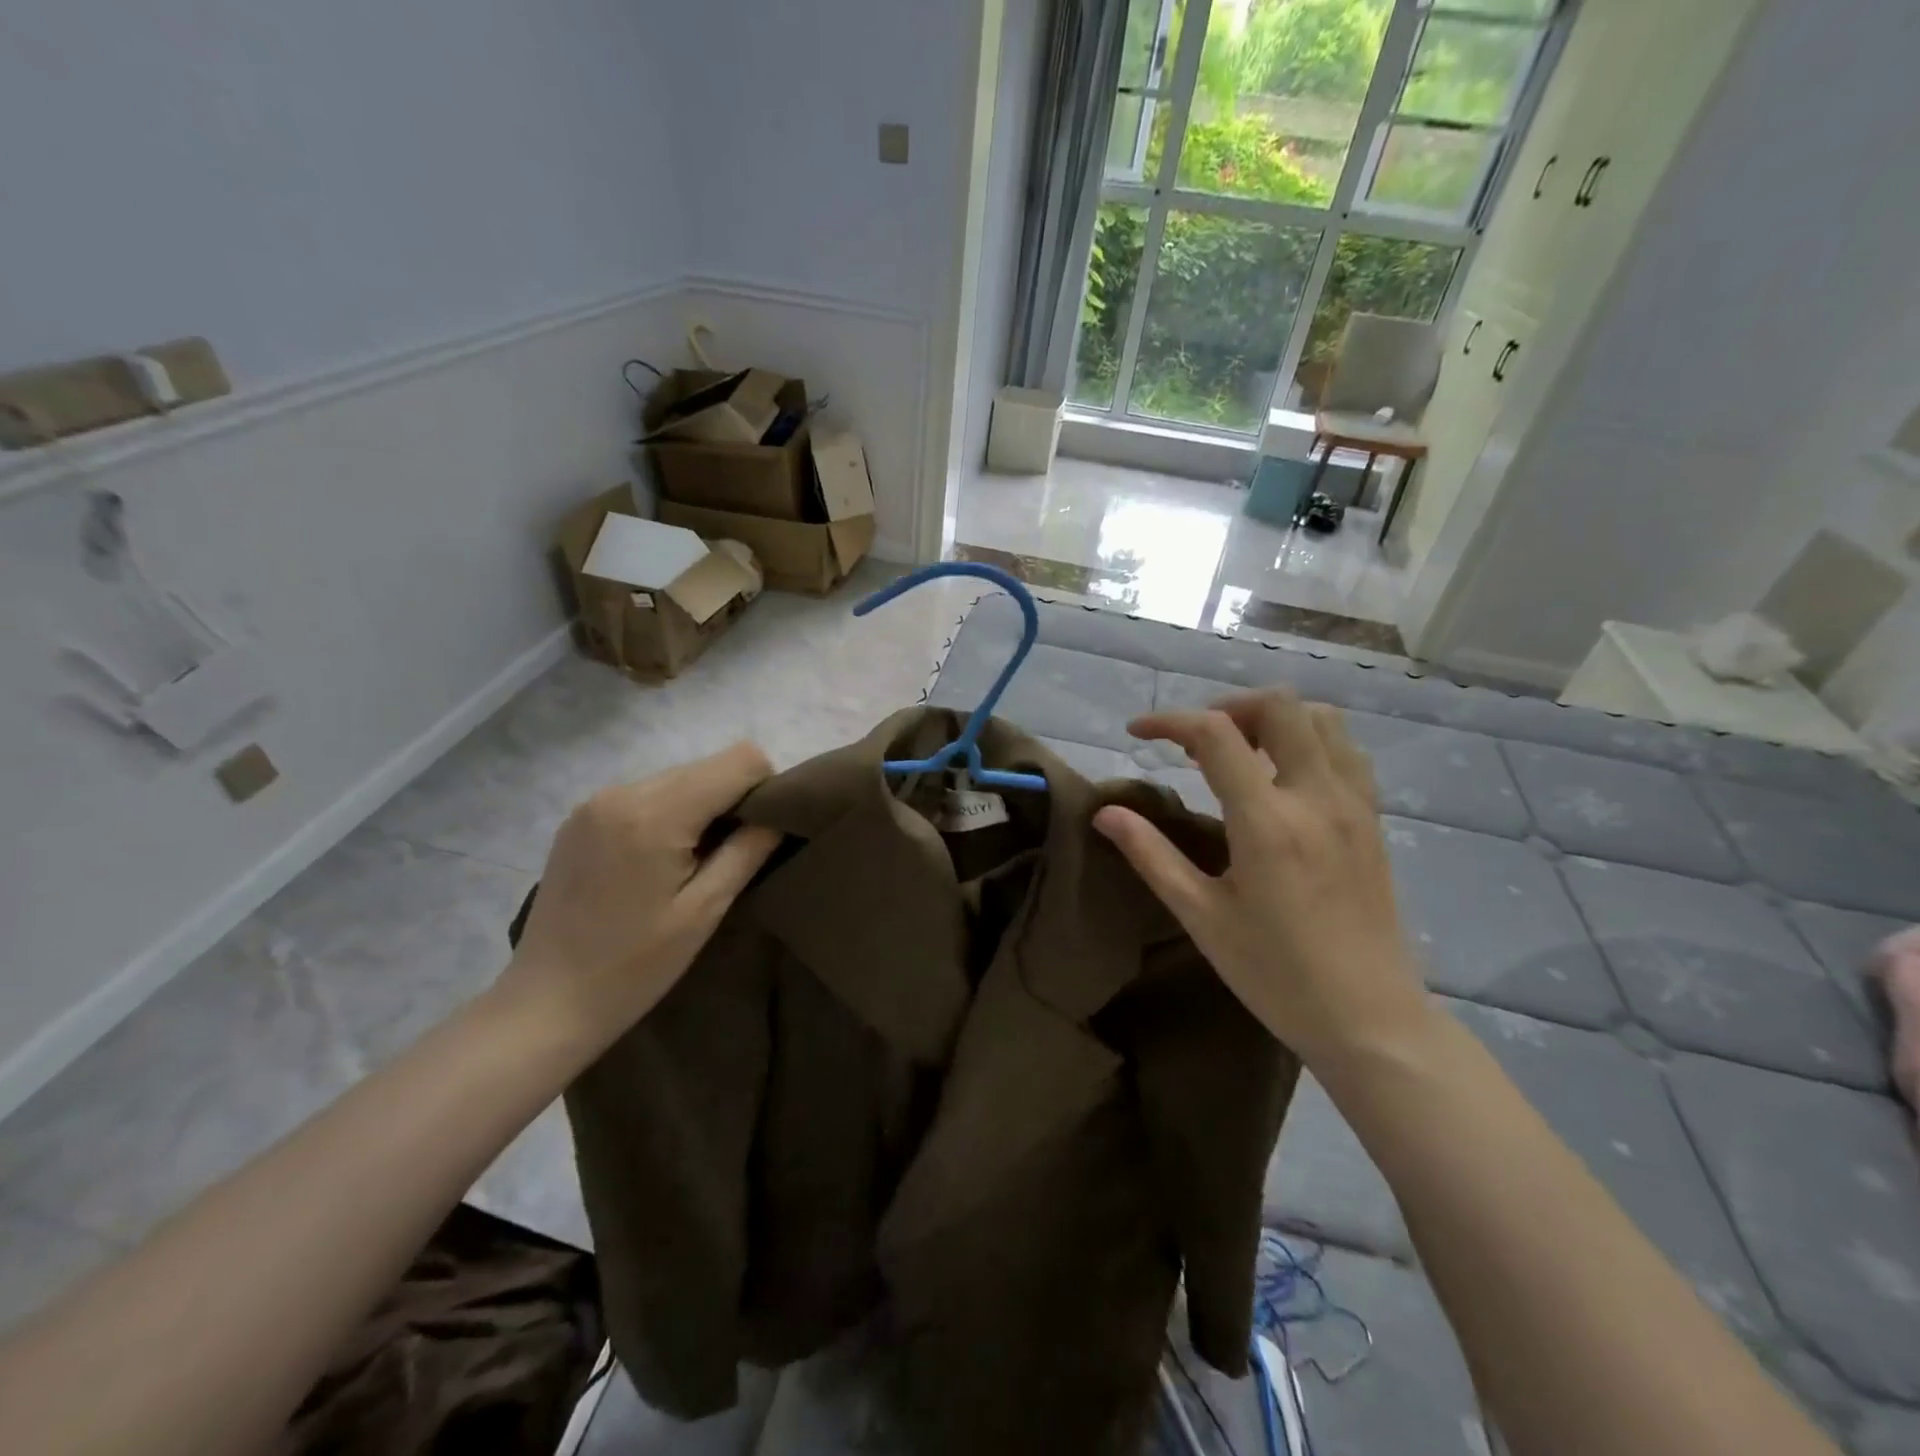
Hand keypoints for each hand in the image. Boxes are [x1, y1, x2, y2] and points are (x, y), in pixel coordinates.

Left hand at [499, 742, 780, 1050]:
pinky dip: (668, 814)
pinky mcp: (580, 817)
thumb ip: (748, 851)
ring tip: (693, 862)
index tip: (761, 834)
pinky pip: (646, 794)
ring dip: (700, 807)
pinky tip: (657, 861)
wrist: (546, 1002)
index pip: (740, 760)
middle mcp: (623, 791)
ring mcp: (595, 802)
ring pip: (678, 777)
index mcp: (656, 813)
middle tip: (732, 853)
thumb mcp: (705, 911)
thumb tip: (779, 814)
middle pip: (707, 765)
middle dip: (733, 798)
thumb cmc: (635, 966)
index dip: (765, 788)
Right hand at [1093, 691, 1431, 1068]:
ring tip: (1240, 752)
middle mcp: (1316, 797)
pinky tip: (1283, 777)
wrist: (1370, 1019)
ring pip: (1320, 719)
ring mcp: (1354, 805)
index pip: (1215, 734)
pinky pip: (1345, 751)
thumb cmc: (1276, 974)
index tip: (1137, 733)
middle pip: (1279, 705)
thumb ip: (1151, 855)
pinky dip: (1309, 740)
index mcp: (1267, 821)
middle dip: (1227, 706)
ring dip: (1273, 719)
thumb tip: (1105, 813)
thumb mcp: (1201, 916)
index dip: (1169, 721)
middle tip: (1195, 742)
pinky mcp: (1373, 820)